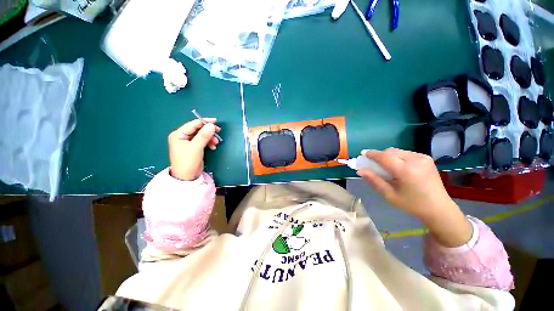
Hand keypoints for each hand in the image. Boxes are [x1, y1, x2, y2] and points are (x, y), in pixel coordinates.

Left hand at [168, 119, 220, 180]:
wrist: (187, 178)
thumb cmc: (188, 162)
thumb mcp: (196, 148)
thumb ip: (203, 136)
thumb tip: (212, 125)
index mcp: (179, 134)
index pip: (193, 124)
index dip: (204, 122)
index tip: (216, 122)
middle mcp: (182, 136)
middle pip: (198, 129)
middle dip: (208, 131)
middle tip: (218, 132)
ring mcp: (188, 142)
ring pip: (202, 135)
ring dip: (210, 137)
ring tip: (216, 143)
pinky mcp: (193, 147)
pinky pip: (202, 141)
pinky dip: (208, 142)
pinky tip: (213, 146)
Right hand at [357, 148, 471, 246]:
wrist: (439, 208)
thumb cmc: (412, 204)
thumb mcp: (389, 195)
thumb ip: (374, 180)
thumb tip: (360, 170)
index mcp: (406, 171)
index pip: (385, 157)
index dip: (372, 154)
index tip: (363, 154)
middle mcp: (416, 160)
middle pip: (391, 151)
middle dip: (380, 155)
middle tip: (374, 164)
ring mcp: (423, 158)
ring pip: (398, 151)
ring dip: (388, 156)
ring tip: (387, 167)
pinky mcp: (427, 158)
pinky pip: (406, 153)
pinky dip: (398, 157)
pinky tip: (399, 167)